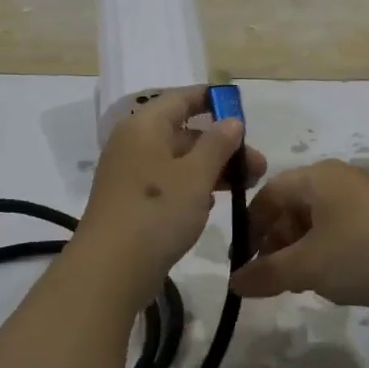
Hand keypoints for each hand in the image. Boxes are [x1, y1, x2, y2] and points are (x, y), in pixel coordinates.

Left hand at [75, 87, 268, 293]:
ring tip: (245, 187)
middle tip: (257, 167)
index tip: (241, 109)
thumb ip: (217, 144)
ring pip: (177, 161)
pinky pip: (166, 184)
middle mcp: (133, 143)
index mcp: (145, 126)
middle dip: (222, 146)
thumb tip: (231, 120)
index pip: (181, 98)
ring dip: (211, 169)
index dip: (212, 100)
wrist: (110, 269)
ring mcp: (129, 174)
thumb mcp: (196, 175)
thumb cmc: (157, 211)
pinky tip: (212, 205)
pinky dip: (191, 188)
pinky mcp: (130, 203)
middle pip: (182, 132)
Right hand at [229, 160, 368, 316]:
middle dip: (277, 242)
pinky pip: (343, 234)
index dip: (251, 227)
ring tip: (300, 283)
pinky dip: (329, 255)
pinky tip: (334, 282)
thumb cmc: (363, 253)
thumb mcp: (307, 266)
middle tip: (270, 277)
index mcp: (316, 177)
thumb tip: (233, 283)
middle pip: (293, 207)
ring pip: (318, 224)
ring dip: (302, 252)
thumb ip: (267, 273)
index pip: (268, 194)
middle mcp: (340, 181)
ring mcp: (366, 201)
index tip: (243, 262)